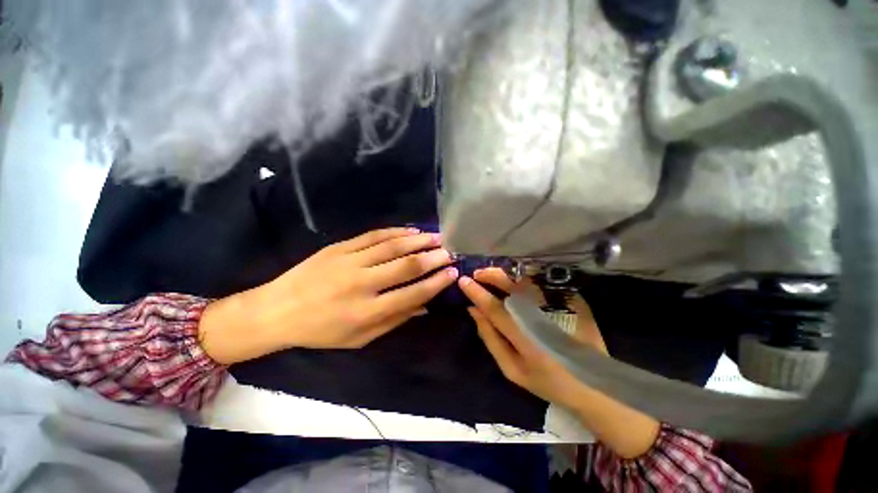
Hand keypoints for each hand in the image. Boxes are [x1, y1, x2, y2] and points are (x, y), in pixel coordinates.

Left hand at [200, 228, 457, 363]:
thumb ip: (394, 321)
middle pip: (406, 266)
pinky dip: (395, 231)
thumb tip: (424, 306)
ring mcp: (349, 261)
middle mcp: (361, 284)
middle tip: (450, 251)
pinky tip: (410, 230)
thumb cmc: (320, 331)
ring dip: (418, 240)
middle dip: (432, 258)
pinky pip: (373, 236)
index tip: (452, 273)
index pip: (412, 294)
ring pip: (392, 246)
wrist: (277, 310)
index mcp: (366, 313)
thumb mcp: (359, 339)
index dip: (435, 283)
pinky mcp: (339, 247)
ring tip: (436, 236)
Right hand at [458, 268, 603, 408]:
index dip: (477, 293)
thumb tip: (474, 311)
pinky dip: (523, 277)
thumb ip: (490, 338)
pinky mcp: (571, 300)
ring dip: (505, 273)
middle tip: (477, 274)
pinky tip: (513, 278)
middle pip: (512, 286)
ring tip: (490, 274)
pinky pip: (541, 282)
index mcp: (526, 338)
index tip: (463, 281)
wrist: (593, 383)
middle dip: (491, 275)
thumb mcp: (512, 369)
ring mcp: (559, 306)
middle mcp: (542, 317)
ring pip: (527, 280)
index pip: (495, 308)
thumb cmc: (547, 382)